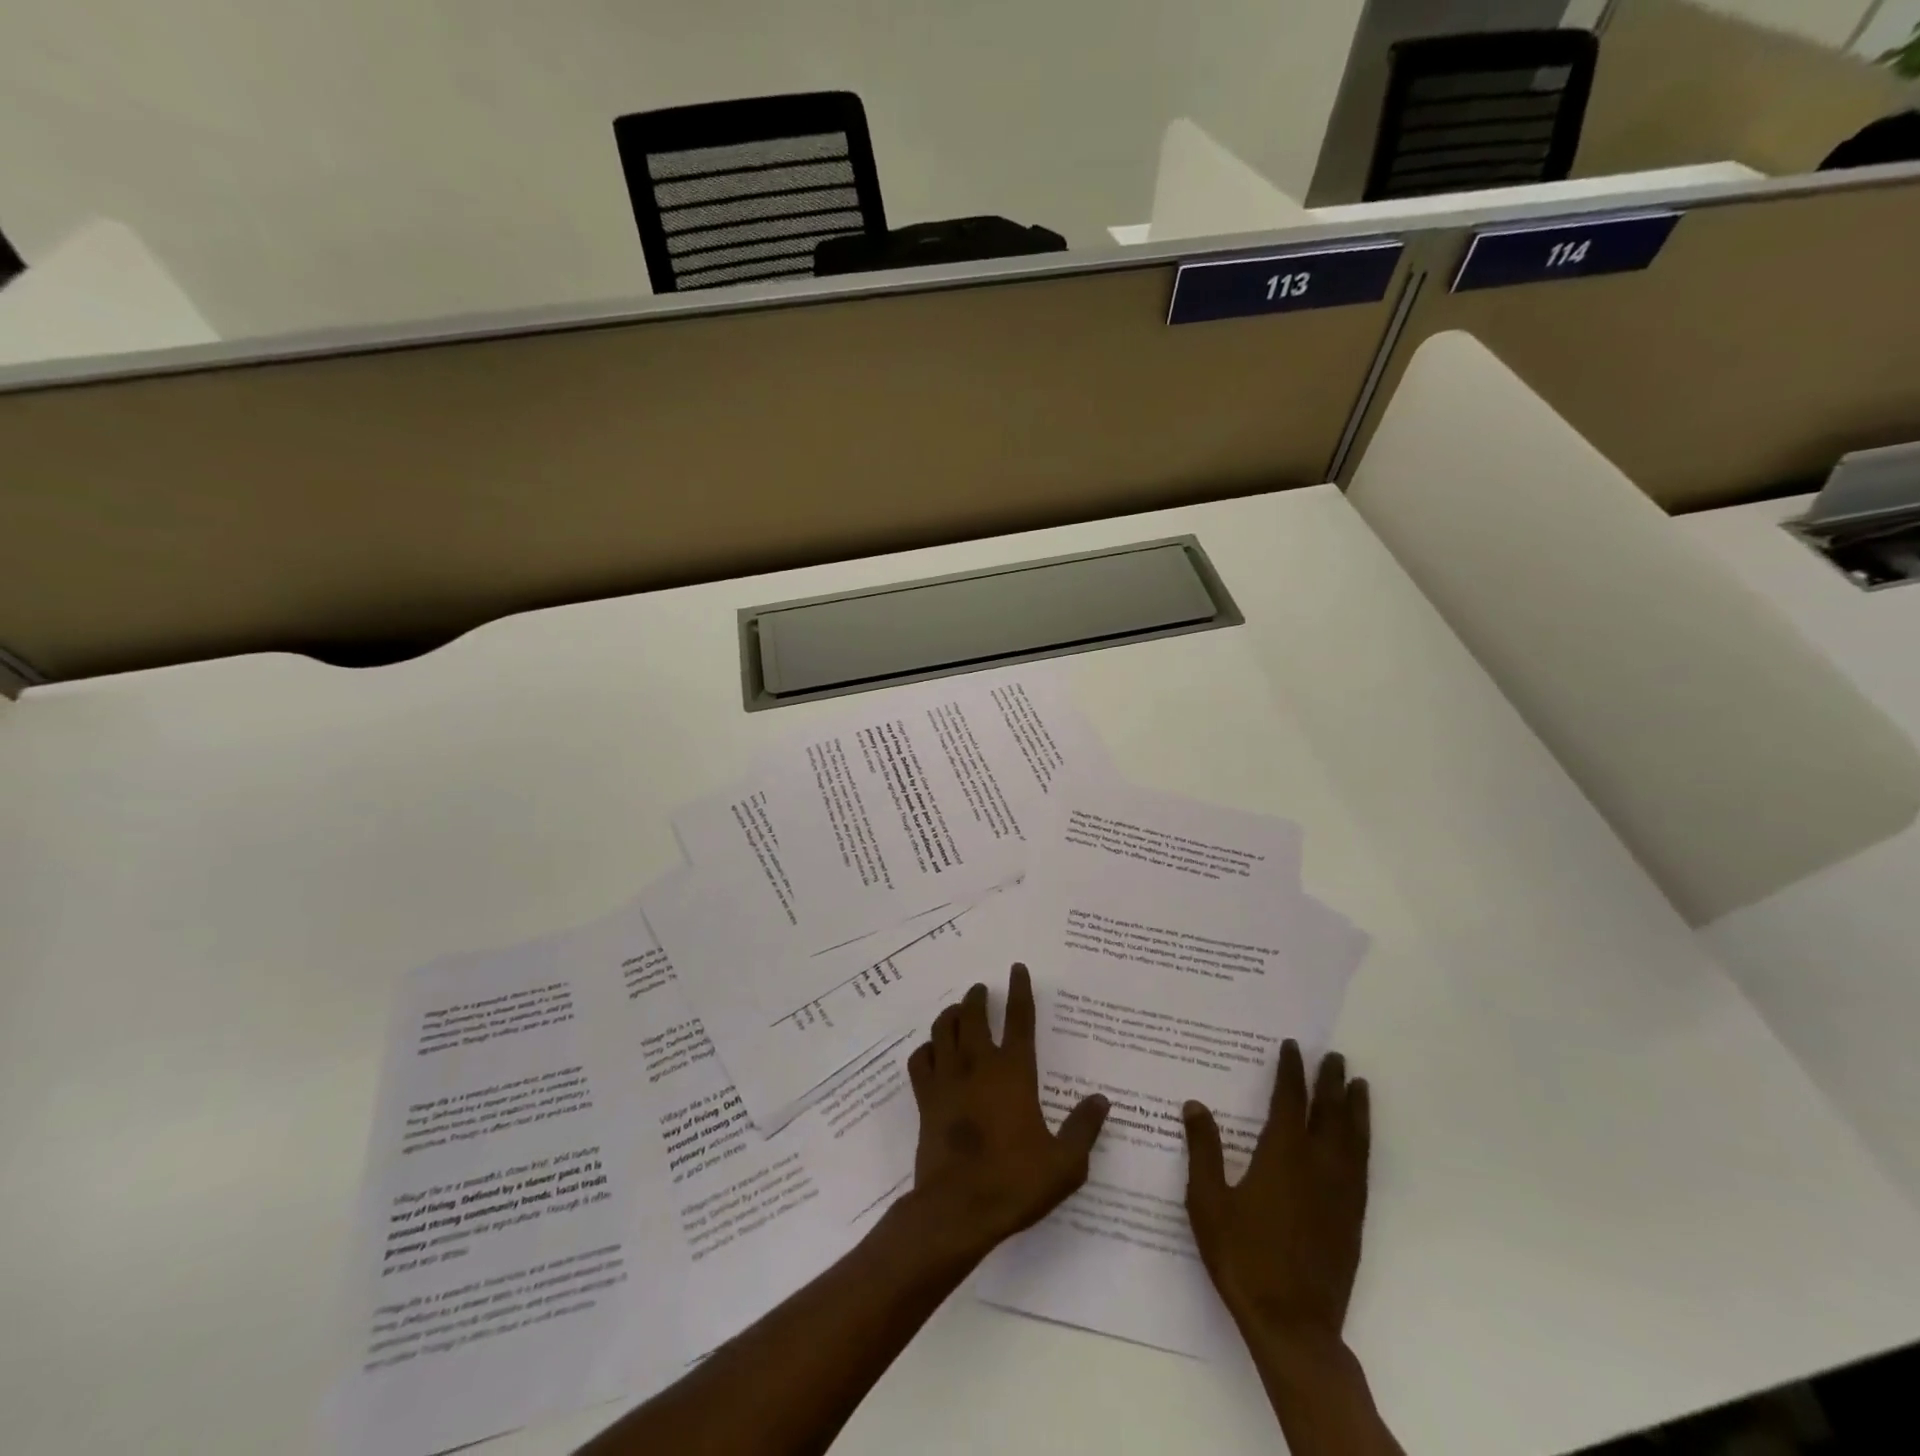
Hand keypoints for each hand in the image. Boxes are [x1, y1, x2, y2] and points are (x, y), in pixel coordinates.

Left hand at [905, 964, 1109, 1259]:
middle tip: (981, 990)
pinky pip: (921, 1060)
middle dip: (978, 996)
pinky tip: (933, 1051)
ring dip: (951, 1014)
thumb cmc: (1015, 1182)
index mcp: (1014, 1073)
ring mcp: (948, 1079)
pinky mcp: (925, 1099)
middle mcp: (978, 1065)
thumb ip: (1084, 1128)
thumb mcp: (1065, 1163)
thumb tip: (1101, 1100)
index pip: (1020, 1019)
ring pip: (943, 1030)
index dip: (1020, 990)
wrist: (957, 1209)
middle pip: (974, 1015)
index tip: (1017, 969)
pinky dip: (927, 1049)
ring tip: (958, 1011)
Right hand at [1183, 1041, 1370, 1345]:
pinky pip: (1362, 1168)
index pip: (1289, 1101)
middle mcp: (1317, 1166)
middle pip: (1329, 1113)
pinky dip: (1363, 1143)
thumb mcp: (1208, 1202)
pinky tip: (1359, 1141)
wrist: (1292, 1324)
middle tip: (1334, 1056)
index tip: (1292, 1047)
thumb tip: (1195, 1105)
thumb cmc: (1242, 1257)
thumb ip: (1203, 1150)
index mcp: (1282, 1156)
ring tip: (1359, 1085)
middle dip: (1330, 1082)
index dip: (1290, 1071)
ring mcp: (1340, 1194)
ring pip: (1353, 1139)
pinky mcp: (1353, 1220)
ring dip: (1355, 1108)